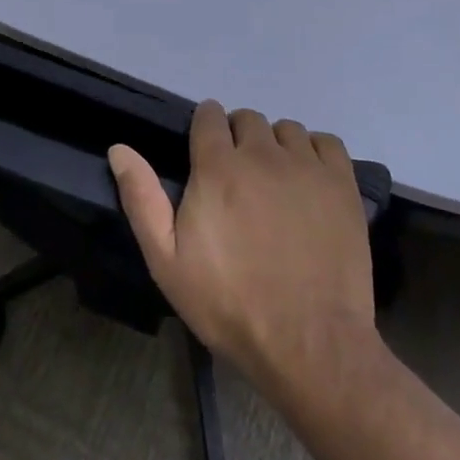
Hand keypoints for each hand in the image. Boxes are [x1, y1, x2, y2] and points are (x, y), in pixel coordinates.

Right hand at [109, 103, 377, 399]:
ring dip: (277, 147)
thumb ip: (142, 199)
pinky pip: (325, 142)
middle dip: (239, 139)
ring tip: (276, 185)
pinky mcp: (341, 183)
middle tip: (240, 181)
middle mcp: (262, 152)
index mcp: (218, 166)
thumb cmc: (231, 305)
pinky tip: (310, 183)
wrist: (310, 345)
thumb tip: (118, 148)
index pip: (209, 115)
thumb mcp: (168, 262)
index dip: (205, 131)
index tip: (206, 157)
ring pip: (286, 129)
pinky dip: (315, 153)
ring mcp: (305, 165)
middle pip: (247, 119)